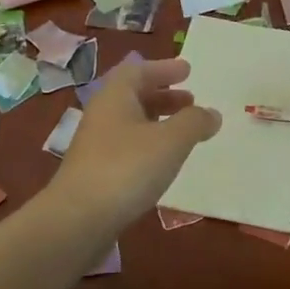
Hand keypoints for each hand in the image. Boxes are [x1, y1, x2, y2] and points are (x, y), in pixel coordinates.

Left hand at [51, 58, 220, 228]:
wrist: (78, 220)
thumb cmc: (127, 168)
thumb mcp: (171, 141)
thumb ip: (194, 122)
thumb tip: (212, 113)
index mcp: (115, 96)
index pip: (138, 70)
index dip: (164, 68)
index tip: (187, 70)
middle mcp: (102, 115)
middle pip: (134, 95)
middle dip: (163, 94)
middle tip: (190, 99)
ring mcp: (96, 145)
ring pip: (131, 121)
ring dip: (158, 119)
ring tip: (183, 131)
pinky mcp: (96, 172)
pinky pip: (127, 145)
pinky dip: (149, 143)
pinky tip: (163, 160)